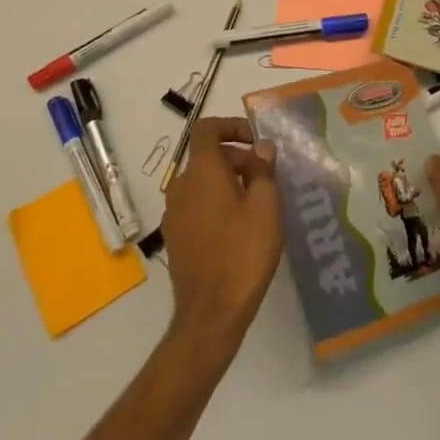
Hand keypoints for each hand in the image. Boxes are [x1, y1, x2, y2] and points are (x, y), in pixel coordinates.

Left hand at [161, 118, 283, 359]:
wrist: (211, 313)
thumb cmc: (243, 252)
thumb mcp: (265, 206)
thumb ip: (263, 169)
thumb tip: (260, 147)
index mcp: (201, 171)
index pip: (207, 129)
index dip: (232, 126)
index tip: (256, 142)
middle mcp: (181, 186)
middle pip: (207, 156)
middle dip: (237, 158)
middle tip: (266, 179)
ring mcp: (174, 213)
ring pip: (202, 182)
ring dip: (228, 182)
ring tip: (257, 205)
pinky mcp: (175, 237)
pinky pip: (196, 205)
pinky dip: (216, 203)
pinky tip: (239, 228)